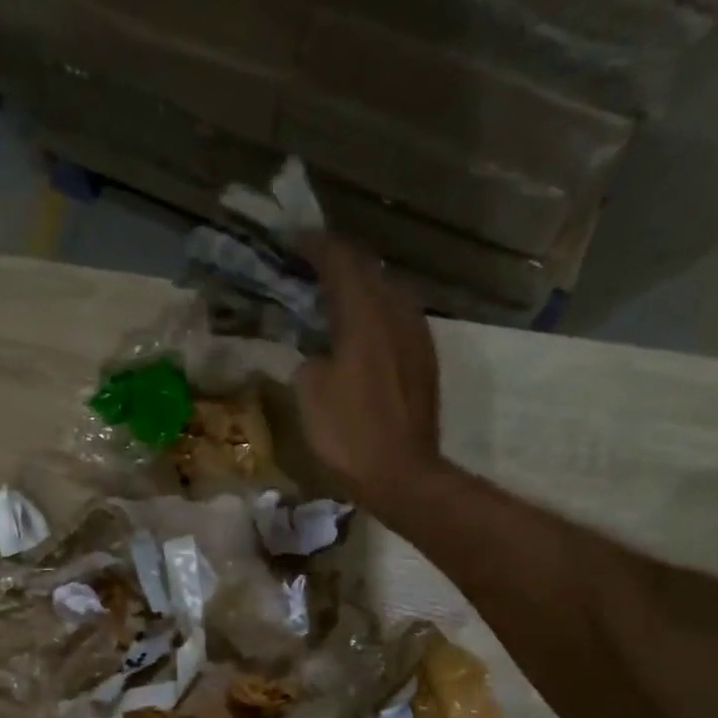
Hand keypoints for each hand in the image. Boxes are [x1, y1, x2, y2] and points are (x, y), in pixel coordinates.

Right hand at [296, 235, 444, 506]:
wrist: (403, 475)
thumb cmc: (350, 435)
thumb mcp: (310, 394)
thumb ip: (310, 359)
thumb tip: (319, 354)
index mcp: (365, 314)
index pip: (340, 260)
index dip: (314, 246)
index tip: (292, 242)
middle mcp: (397, 313)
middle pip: (368, 271)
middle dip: (338, 265)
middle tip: (309, 269)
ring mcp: (417, 337)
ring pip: (387, 294)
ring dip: (360, 290)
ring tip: (334, 300)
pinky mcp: (425, 361)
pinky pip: (397, 321)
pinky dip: (375, 316)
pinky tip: (361, 333)